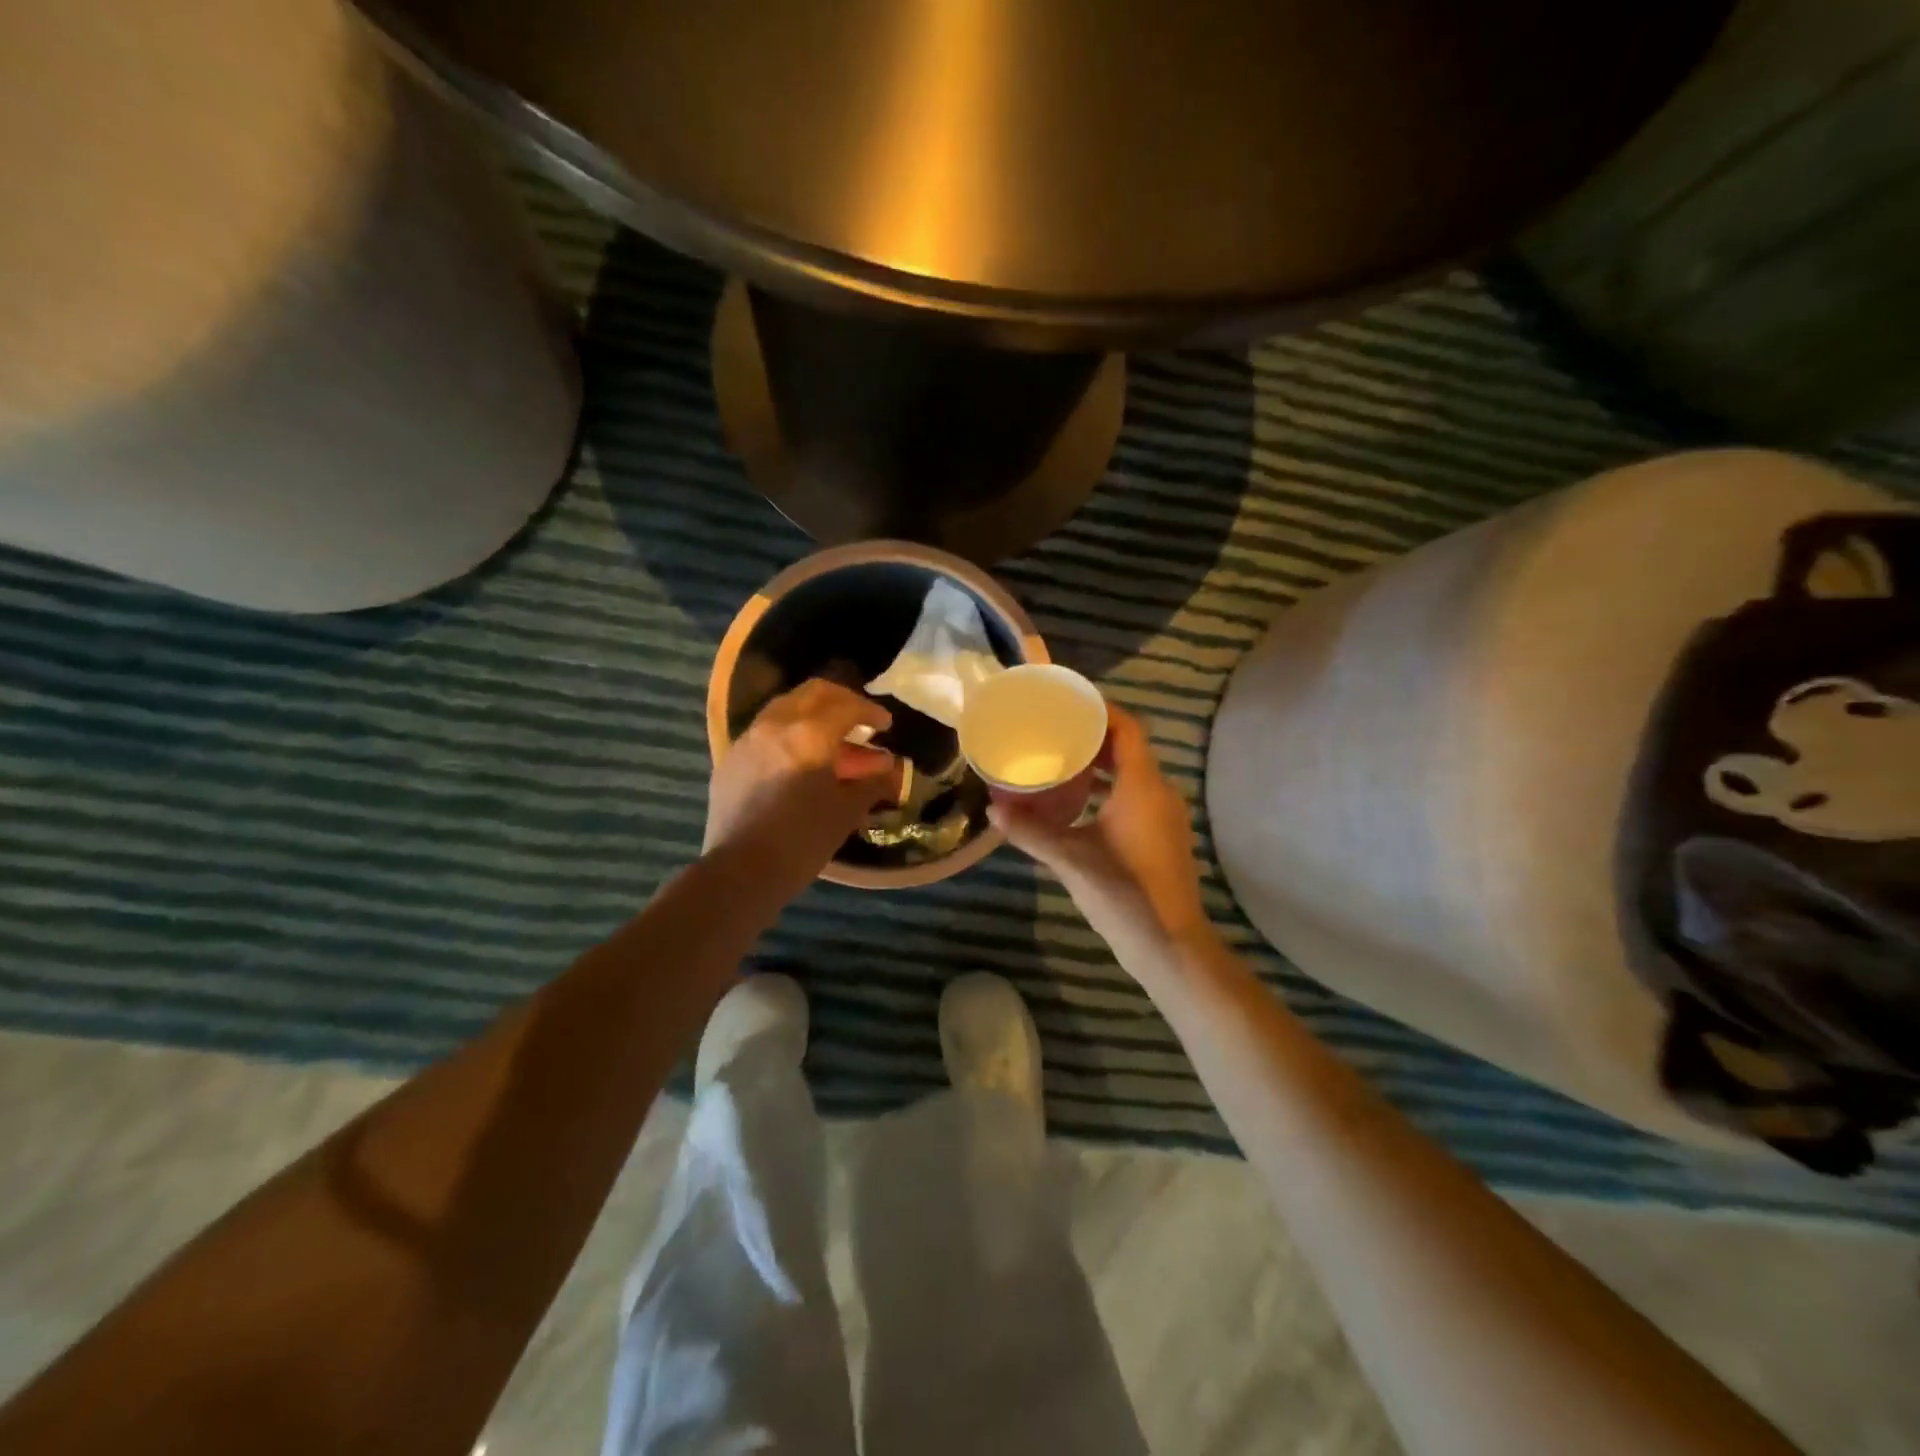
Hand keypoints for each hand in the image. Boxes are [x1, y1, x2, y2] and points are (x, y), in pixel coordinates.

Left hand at [705, 679, 900, 900]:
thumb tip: (890, 768)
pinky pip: (766, 731)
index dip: (871, 712)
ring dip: (813, 715)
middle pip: (813, 693)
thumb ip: (872, 782)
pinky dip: (789, 733)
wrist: (741, 872)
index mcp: (809, 734)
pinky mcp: (731, 759)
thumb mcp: (846, 811)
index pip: (847, 706)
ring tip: (832, 739)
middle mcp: (776, 725)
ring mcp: (748, 740)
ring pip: (786, 708)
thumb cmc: (802, 841)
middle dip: (841, 700)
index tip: (886, 724)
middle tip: (860, 718)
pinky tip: (800, 759)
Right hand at [990, 706, 1211, 954]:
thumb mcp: (1070, 859)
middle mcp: (1159, 792)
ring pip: (1132, 774)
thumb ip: (1031, 832)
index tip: (1067, 704)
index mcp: (1142, 786)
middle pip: (1129, 748)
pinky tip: (1079, 804)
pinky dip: (1109, 789)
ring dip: (1100, 765)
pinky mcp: (1162, 837)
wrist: (1170, 945)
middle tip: (1053, 732)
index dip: (1101, 710)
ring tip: (1060, 762)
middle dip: (1092, 737)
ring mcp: (1165, 816)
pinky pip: (1136, 796)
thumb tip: (992, 809)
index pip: (1127, 728)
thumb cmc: (1124, 893)